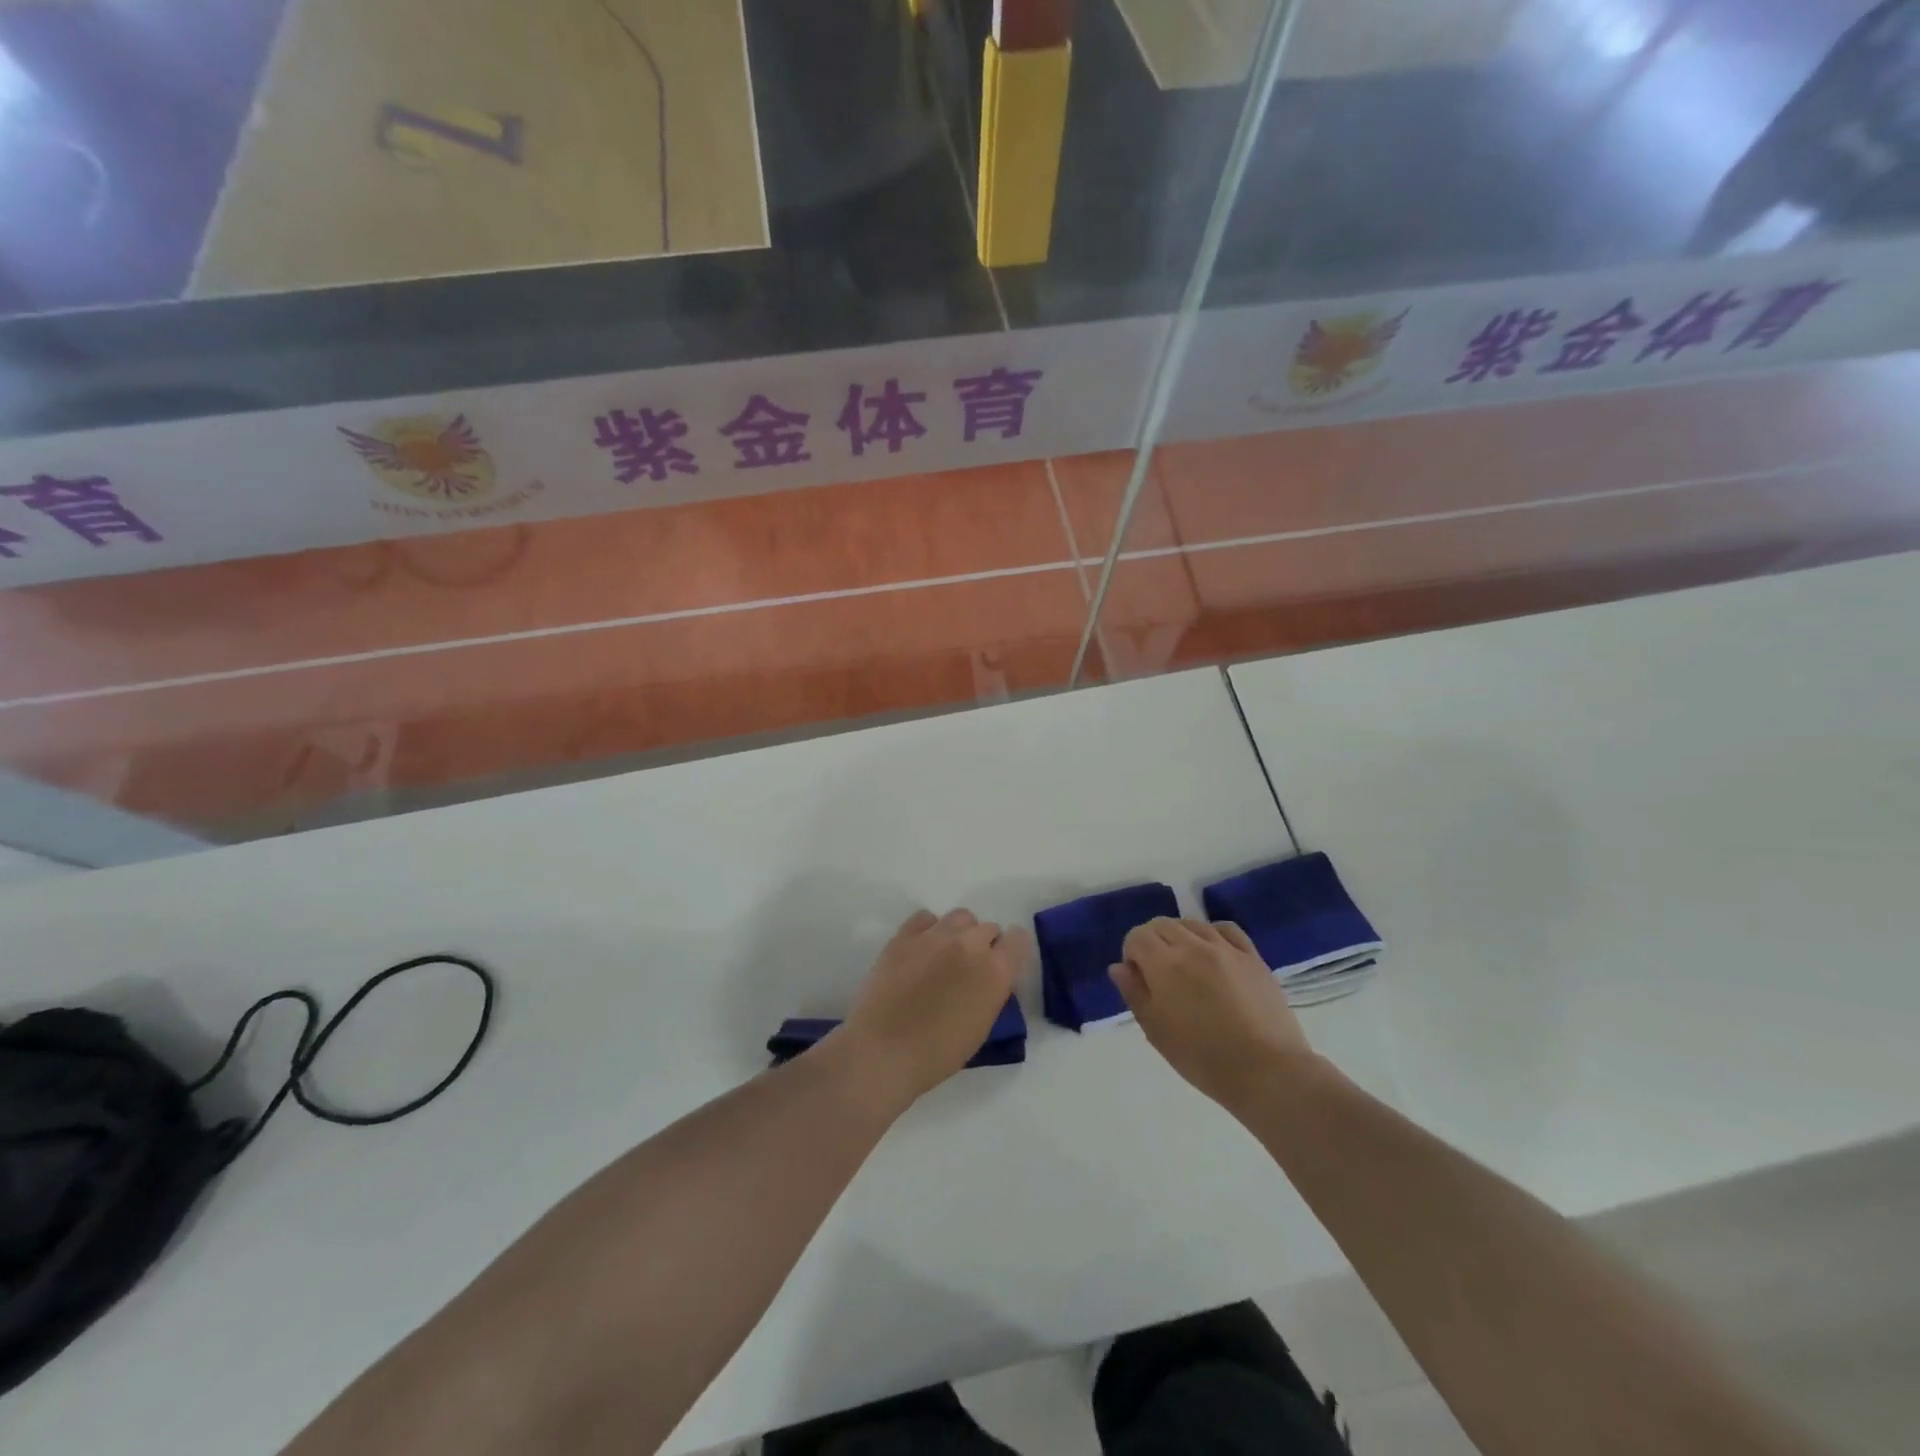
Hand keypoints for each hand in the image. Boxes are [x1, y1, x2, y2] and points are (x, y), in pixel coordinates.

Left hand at [837, 908, 1031, 1104]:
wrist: (883, 1052)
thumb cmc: (937, 1054)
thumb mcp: (980, 1027)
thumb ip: (990, 992)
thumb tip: (987, 977)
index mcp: (995, 972)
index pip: (1018, 940)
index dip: (1011, 950)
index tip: (1002, 963)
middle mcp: (970, 945)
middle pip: (988, 928)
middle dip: (984, 944)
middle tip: (968, 967)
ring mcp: (936, 936)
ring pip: (961, 917)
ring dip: (960, 932)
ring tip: (945, 954)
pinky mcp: (905, 935)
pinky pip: (926, 917)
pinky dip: (929, 929)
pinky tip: (921, 949)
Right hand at [1111, 918, 1315, 1113]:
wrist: (1267, 1072)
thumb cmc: (1203, 1058)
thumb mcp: (1156, 1031)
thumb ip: (1134, 993)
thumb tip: (1119, 967)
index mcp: (1164, 964)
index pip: (1137, 936)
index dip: (1131, 953)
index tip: (1138, 978)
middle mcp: (1193, 946)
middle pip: (1162, 924)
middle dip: (1153, 942)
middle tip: (1159, 975)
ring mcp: (1226, 948)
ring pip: (1192, 924)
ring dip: (1181, 937)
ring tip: (1187, 967)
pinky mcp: (1253, 956)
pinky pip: (1226, 929)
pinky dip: (1212, 934)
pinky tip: (1213, 953)